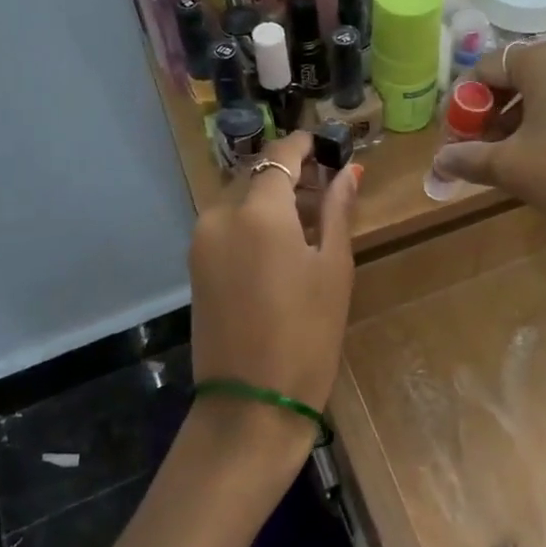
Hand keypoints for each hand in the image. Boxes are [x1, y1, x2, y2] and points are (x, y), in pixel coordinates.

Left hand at [189, 132, 359, 441]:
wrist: (252, 402)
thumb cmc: (308, 333)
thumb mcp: (333, 267)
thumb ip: (338, 210)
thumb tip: (349, 171)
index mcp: (258, 210)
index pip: (281, 152)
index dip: (307, 144)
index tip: (331, 147)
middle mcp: (220, 214)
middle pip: (257, 173)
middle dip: (291, 171)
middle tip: (328, 187)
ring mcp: (202, 240)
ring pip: (240, 198)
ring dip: (272, 197)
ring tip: (311, 218)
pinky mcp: (196, 264)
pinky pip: (227, 224)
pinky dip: (254, 220)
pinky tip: (283, 242)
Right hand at [431, 40, 545, 228]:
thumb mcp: (509, 167)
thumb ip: (467, 158)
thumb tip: (440, 161)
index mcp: (541, 58)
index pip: (483, 70)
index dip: (462, 106)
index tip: (455, 140)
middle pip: (514, 78)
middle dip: (490, 114)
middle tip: (479, 151)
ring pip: (543, 92)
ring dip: (518, 121)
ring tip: (510, 159)